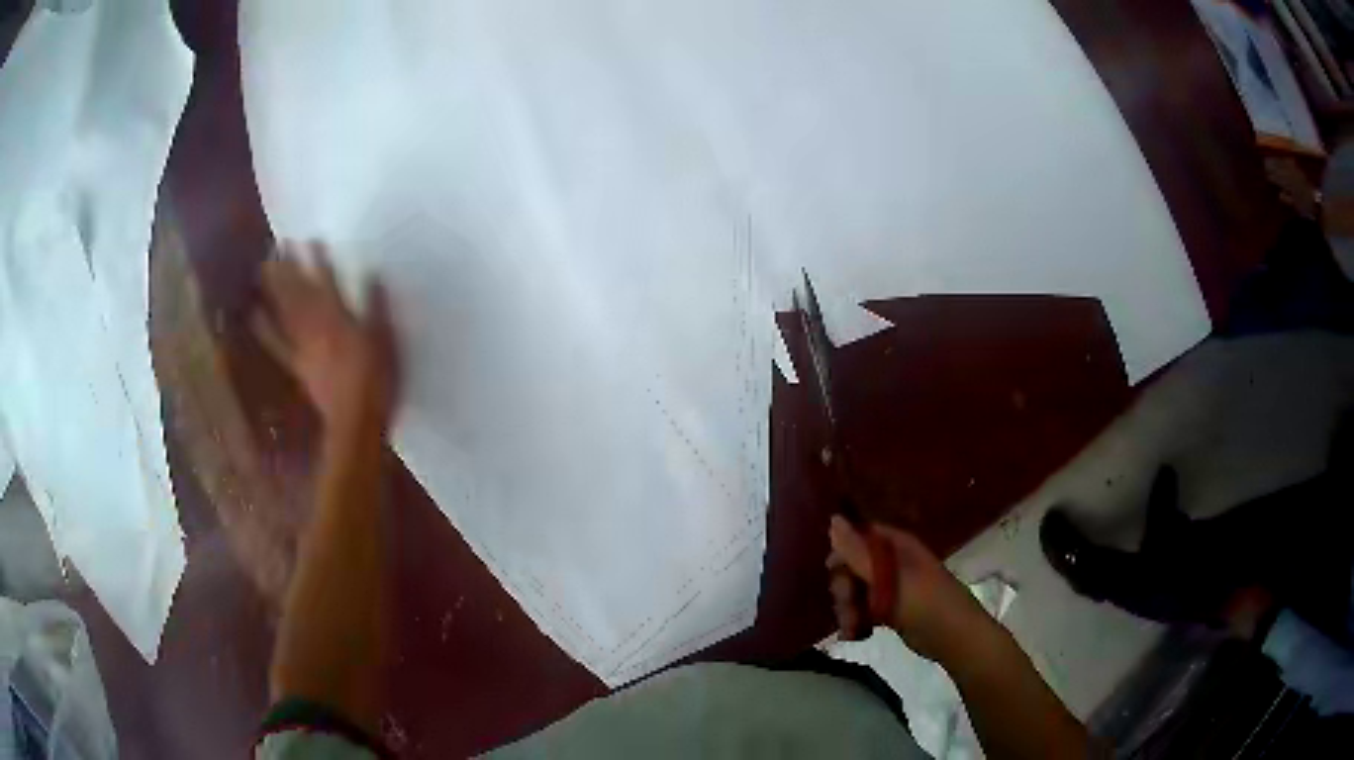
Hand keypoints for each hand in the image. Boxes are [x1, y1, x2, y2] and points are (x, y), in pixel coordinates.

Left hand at [252, 241, 397, 430]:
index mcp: (339, 318)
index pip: (328, 282)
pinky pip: (277, 343)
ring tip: (264, 267)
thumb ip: (376, 307)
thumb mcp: (384, 340)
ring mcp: (303, 346)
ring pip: (285, 311)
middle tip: (276, 245)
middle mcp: (316, 326)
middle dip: (288, 267)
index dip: (319, 260)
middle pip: (299, 292)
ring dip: (274, 288)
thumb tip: (372, 275)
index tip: (311, 239)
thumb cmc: (376, 381)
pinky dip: (264, 328)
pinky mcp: (297, 364)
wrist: (356, 422)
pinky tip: (254, 314)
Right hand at [828, 516, 990, 663]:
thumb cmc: (926, 603)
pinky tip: (853, 635)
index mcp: (895, 546)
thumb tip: (833, 519)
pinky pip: (863, 610)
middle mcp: (891, 563)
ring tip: (851, 628)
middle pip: (852, 567)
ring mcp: (890, 588)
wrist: (955, 638)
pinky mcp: (890, 611)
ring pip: (855, 592)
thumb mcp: (890, 578)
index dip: (842, 553)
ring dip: (847, 610)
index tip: (834, 573)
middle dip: (844, 589)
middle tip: (847, 606)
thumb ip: (859, 553)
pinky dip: (855, 622)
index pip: (858, 537)